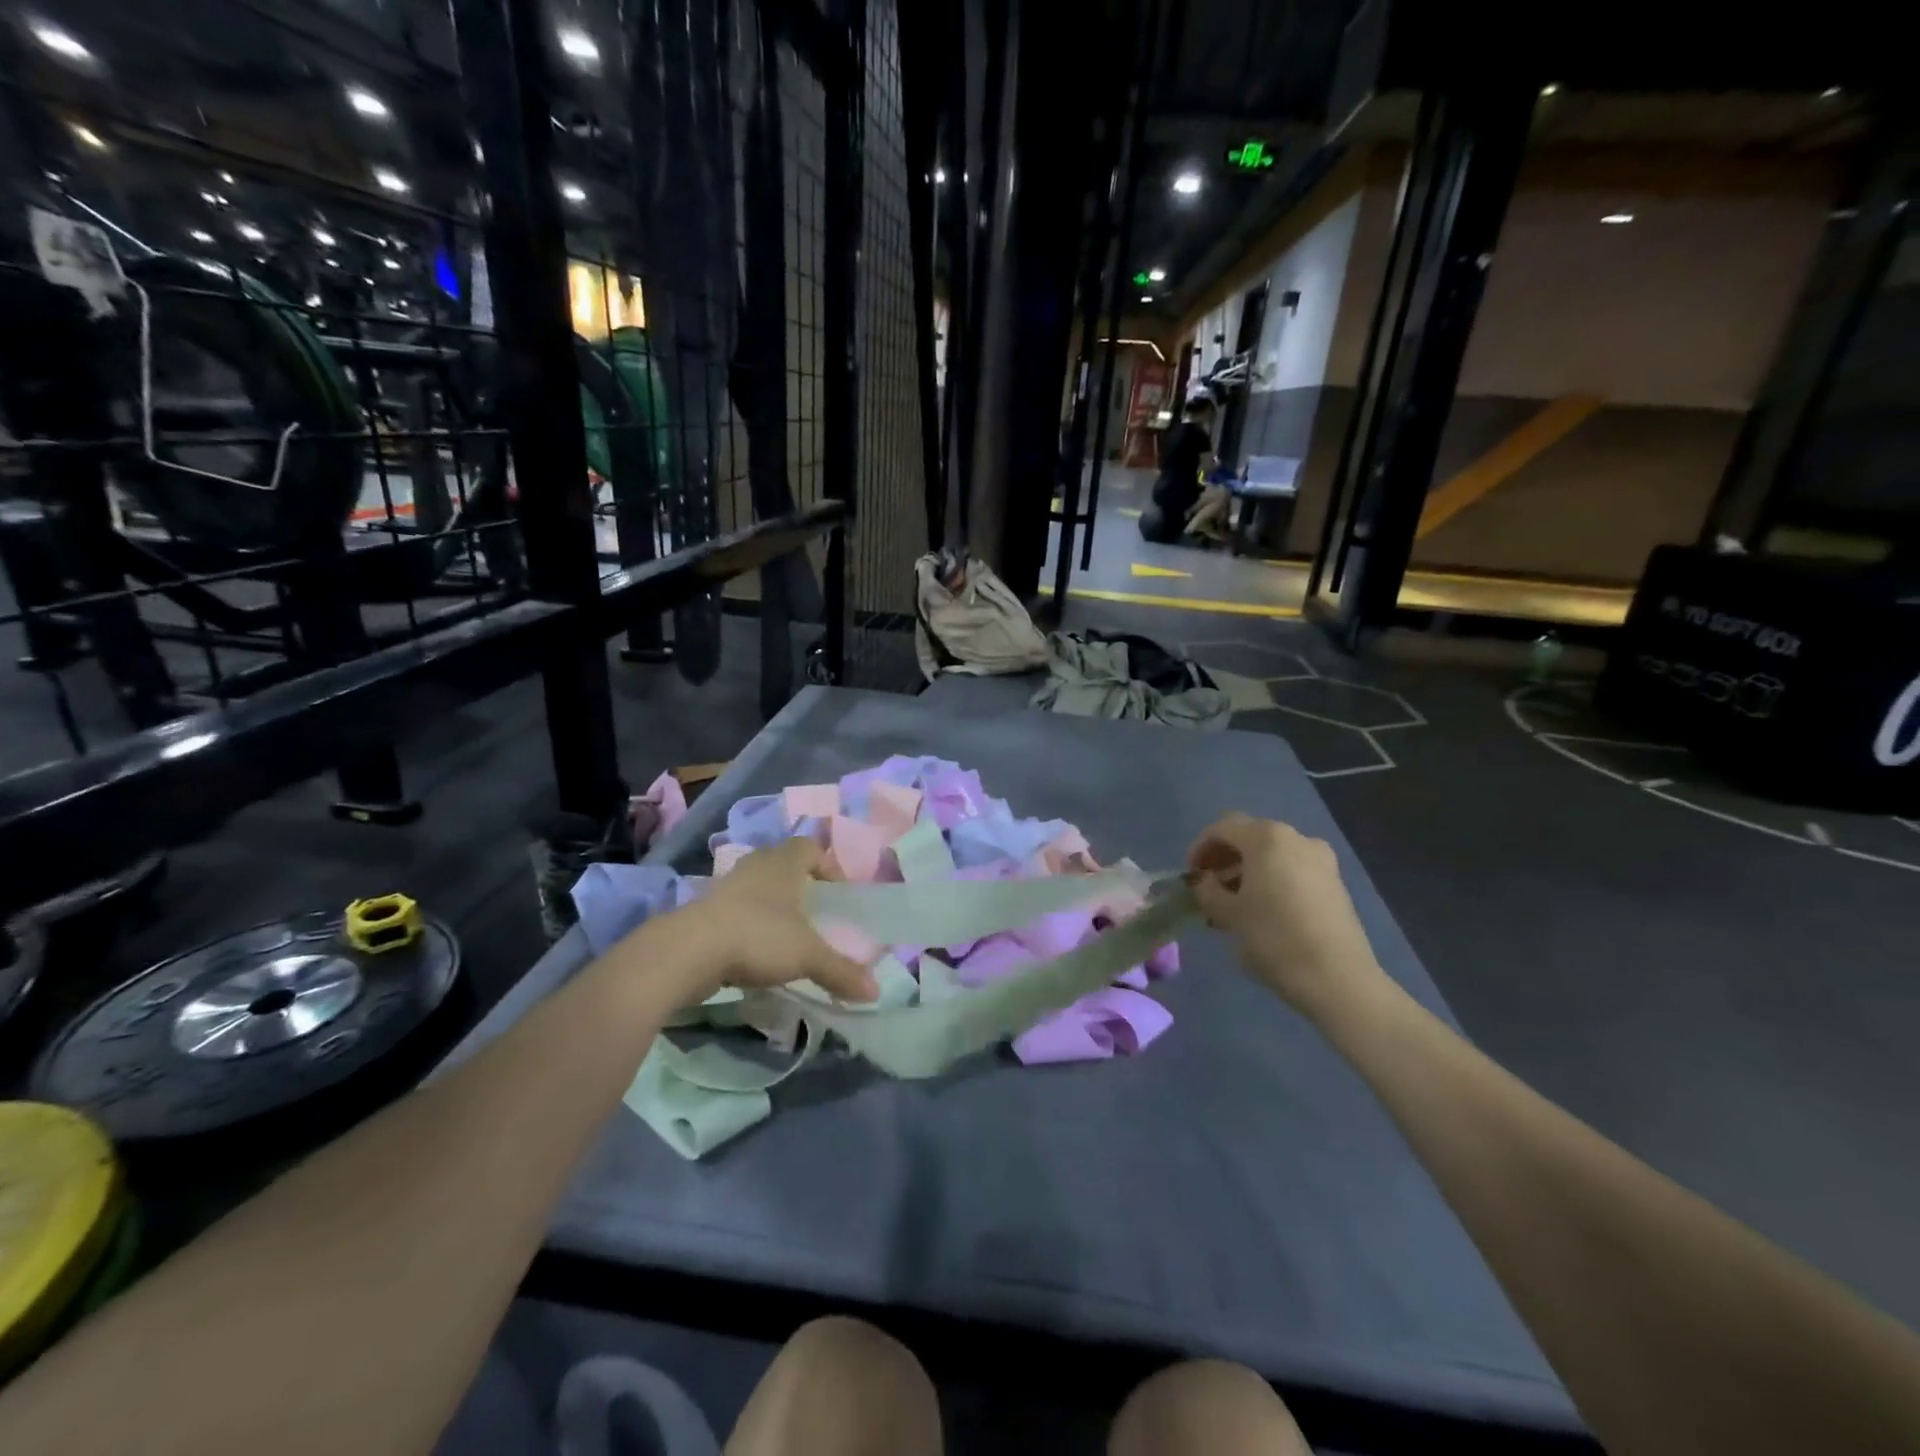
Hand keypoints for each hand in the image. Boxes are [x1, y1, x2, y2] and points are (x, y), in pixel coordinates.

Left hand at [670, 839, 876, 1002]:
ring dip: (773, 904)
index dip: (828, 865)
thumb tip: (875, 992)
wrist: (688, 951)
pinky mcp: (705, 909)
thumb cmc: (758, 936)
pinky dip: (750, 923)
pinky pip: (737, 908)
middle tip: (815, 912)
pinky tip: (755, 950)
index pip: (811, 847)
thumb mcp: (807, 956)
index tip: (838, 894)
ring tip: (786, 934)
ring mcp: (727, 885)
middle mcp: (756, 864)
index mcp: (784, 862)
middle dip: (801, 885)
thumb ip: (841, 971)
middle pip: (783, 863)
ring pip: (758, 885)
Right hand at [1186, 813, 1385, 1015]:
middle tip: (1209, 888)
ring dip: (1247, 871)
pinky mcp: (1335, 883)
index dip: (1200, 848)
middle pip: (1249, 837)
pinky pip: (1293, 870)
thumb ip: (1207, 891)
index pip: (1222, 828)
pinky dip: (1272, 880)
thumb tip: (1204, 882)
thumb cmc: (1274, 938)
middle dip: (1225, 859)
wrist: (1337, 978)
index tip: (1190, 876)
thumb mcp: (1229, 914)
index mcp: (1267, 838)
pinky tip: (1262, 911)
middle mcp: (1296, 838)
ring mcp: (1321, 860)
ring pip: (1273, 854)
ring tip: (1233, 904)